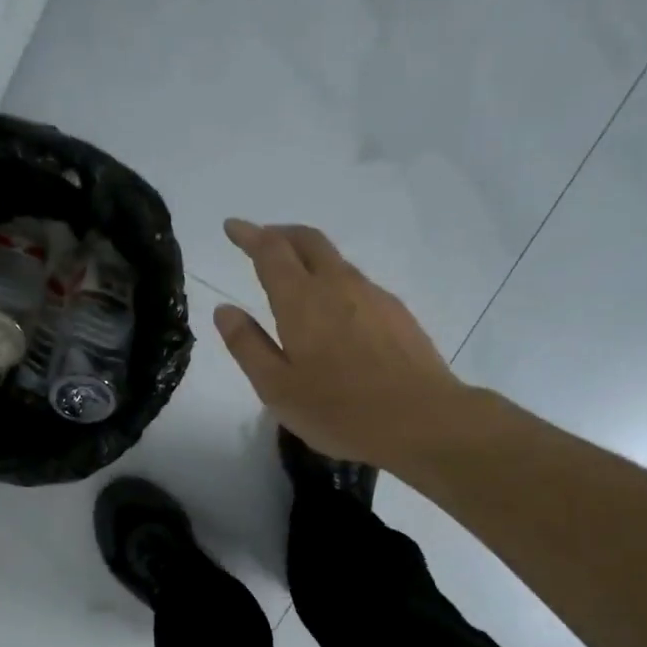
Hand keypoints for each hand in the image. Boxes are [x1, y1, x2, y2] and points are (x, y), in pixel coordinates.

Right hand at [214, 219, 470, 471]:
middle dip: (280, 233)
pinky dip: (334, 281)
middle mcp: (338, 285)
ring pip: (335, 260)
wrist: (421, 420)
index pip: (270, 250)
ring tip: (294, 278)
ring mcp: (373, 296)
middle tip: (261, 239)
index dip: (249, 234)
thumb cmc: (338, 410)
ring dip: (309, 257)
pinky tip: (334, 312)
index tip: (232, 226)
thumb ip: (247, 345)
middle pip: (308, 240)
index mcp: (301, 300)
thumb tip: (225, 309)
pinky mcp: (396, 313)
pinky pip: (357, 283)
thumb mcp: (277, 387)